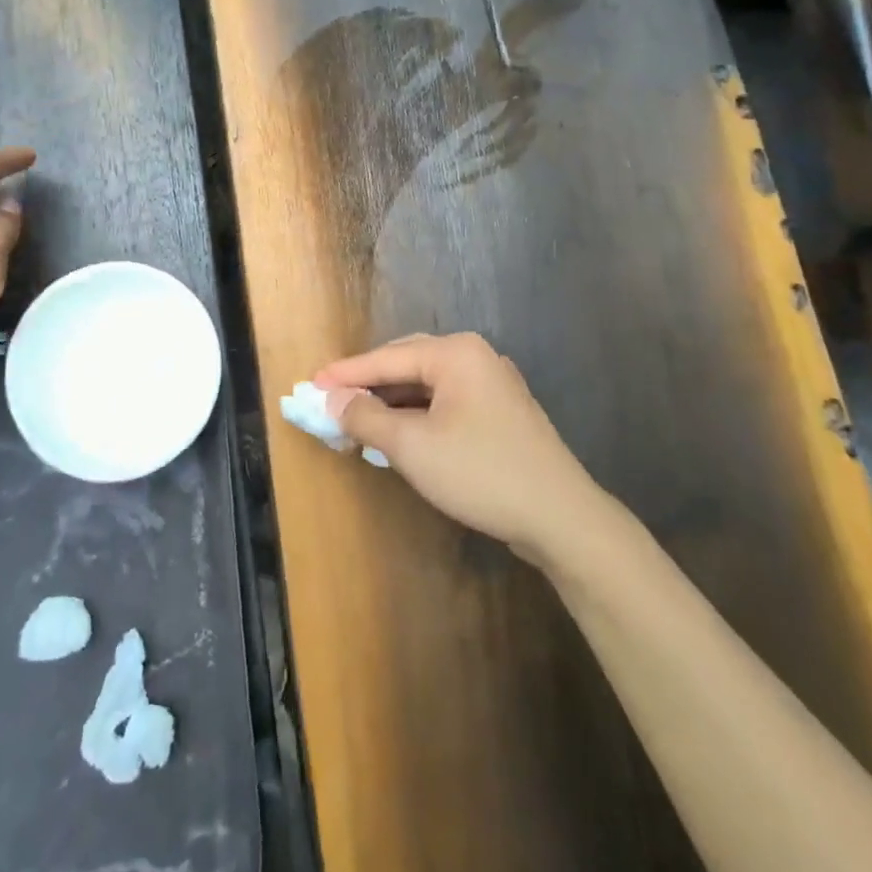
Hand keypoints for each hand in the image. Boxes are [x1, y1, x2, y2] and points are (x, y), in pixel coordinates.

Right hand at [314, 333, 610, 565]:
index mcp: (455, 353)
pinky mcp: (500, 413)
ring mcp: (492, 385)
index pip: (387, 358)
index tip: (310, 384)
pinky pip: (445, 403)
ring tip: (357, 421)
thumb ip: (367, 417)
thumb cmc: (480, 472)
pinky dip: (416, 416)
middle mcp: (475, 357)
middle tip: (331, 402)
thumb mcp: (412, 446)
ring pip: (426, 386)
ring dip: (391, 403)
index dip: (346, 373)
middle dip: (368, 385)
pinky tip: (398, 435)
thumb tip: (333, 400)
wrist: (561, 517)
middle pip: (406, 364)